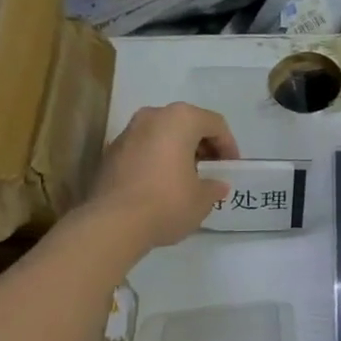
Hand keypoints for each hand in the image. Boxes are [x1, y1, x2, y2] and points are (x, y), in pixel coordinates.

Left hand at [79, 102, 239, 255]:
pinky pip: (143, 149)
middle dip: (202, 146)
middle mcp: (153, 116)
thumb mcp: (202, 199)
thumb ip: (214, 187)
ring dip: (178, 152)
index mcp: (181, 119)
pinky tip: (161, 186)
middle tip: (211, 170)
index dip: (228, 146)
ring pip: (163, 135)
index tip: (230, 168)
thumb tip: (216, 185)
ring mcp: (128, 132)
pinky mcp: (110, 153)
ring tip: (186, 179)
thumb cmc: (167, 202)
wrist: (112, 224)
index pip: (215, 124)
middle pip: (187, 124)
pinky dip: (157, 160)